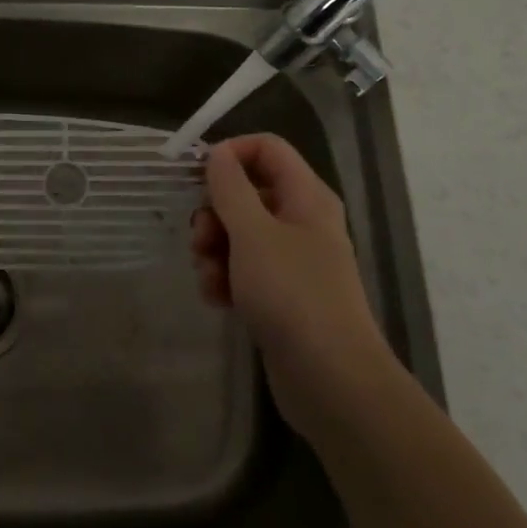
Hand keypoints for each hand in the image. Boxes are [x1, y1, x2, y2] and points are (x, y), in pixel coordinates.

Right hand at [190, 134, 395, 427]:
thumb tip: (218, 153)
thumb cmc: (292, 294)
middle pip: (246, 193)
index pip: (266, 149)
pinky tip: (218, 300)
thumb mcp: (252, 233)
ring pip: (239, 234)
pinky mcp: (280, 292)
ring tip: (210, 278)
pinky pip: (243, 269)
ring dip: (214, 251)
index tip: (196, 176)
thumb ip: (230, 188)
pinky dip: (225, 278)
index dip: (230, 154)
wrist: (330, 378)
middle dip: (214, 214)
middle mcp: (301, 220)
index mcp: (305, 196)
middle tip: (200, 239)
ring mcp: (291, 259)